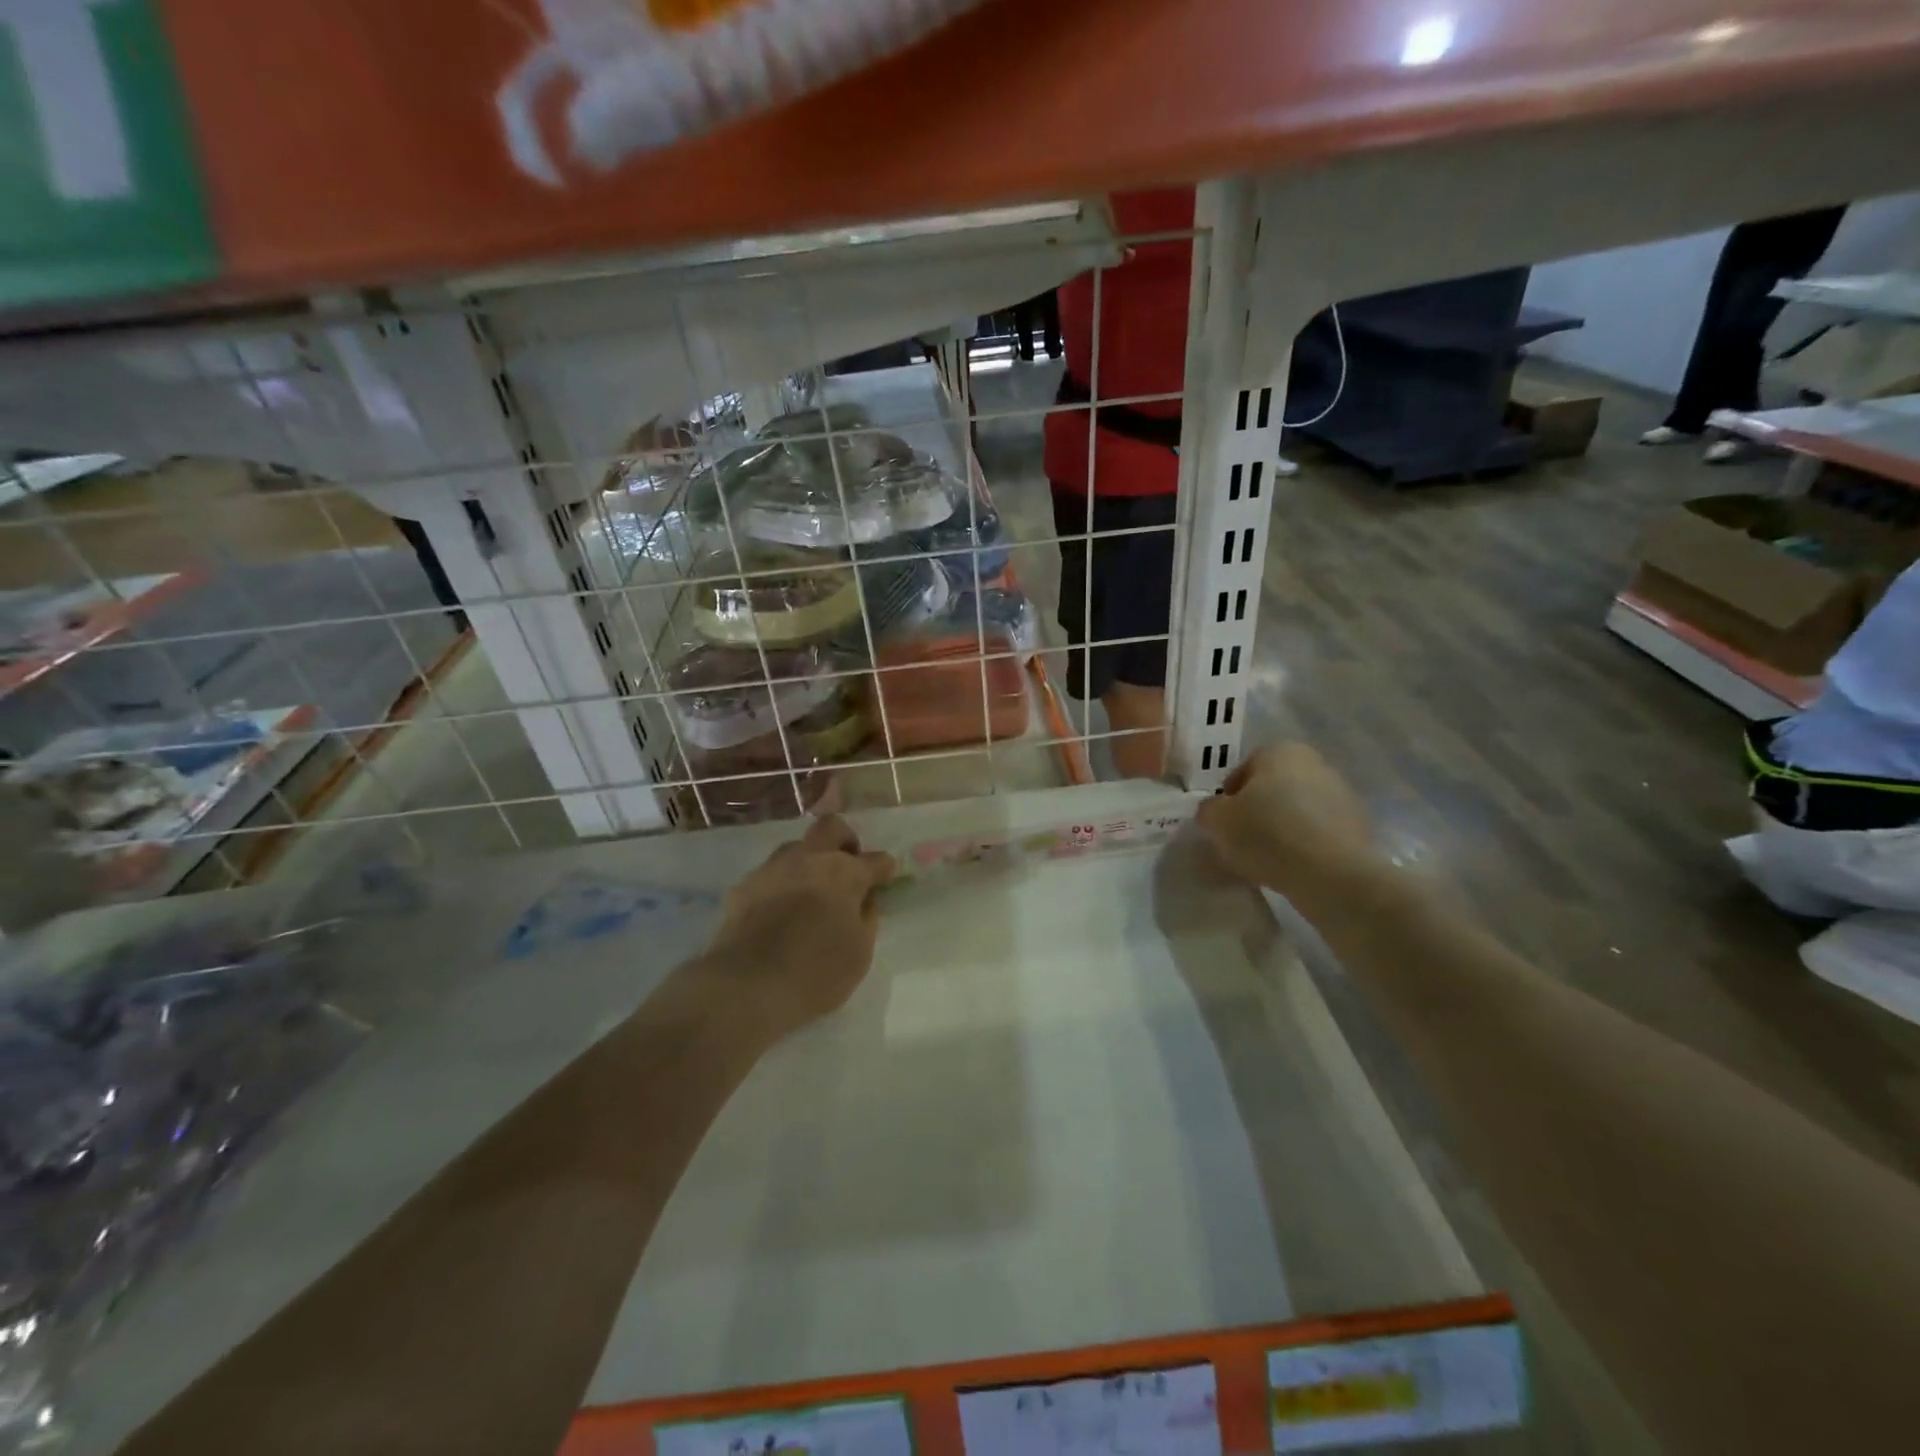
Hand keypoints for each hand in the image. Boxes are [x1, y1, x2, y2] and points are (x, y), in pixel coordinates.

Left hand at [696, 815, 895, 1040]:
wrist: (747, 987)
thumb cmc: (816, 974)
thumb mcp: (860, 954)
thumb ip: (866, 919)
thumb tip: (864, 900)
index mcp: (844, 874)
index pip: (875, 860)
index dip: (884, 867)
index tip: (886, 876)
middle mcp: (808, 860)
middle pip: (831, 827)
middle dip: (844, 840)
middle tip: (847, 864)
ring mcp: (772, 869)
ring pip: (796, 847)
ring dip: (808, 861)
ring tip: (810, 890)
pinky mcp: (743, 886)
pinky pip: (769, 874)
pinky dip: (781, 885)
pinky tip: (779, 911)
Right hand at [1195, 743, 1375, 898]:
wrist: (1331, 874)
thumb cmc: (1266, 834)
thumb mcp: (1217, 820)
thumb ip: (1208, 810)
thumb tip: (1215, 811)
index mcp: (1281, 751)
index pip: (1244, 769)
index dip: (1229, 796)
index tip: (1223, 822)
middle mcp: (1315, 764)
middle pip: (1273, 788)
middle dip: (1256, 811)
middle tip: (1240, 841)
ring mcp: (1342, 795)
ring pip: (1296, 811)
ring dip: (1279, 829)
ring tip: (1263, 860)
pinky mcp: (1357, 827)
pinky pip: (1317, 833)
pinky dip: (1302, 846)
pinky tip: (1289, 869)